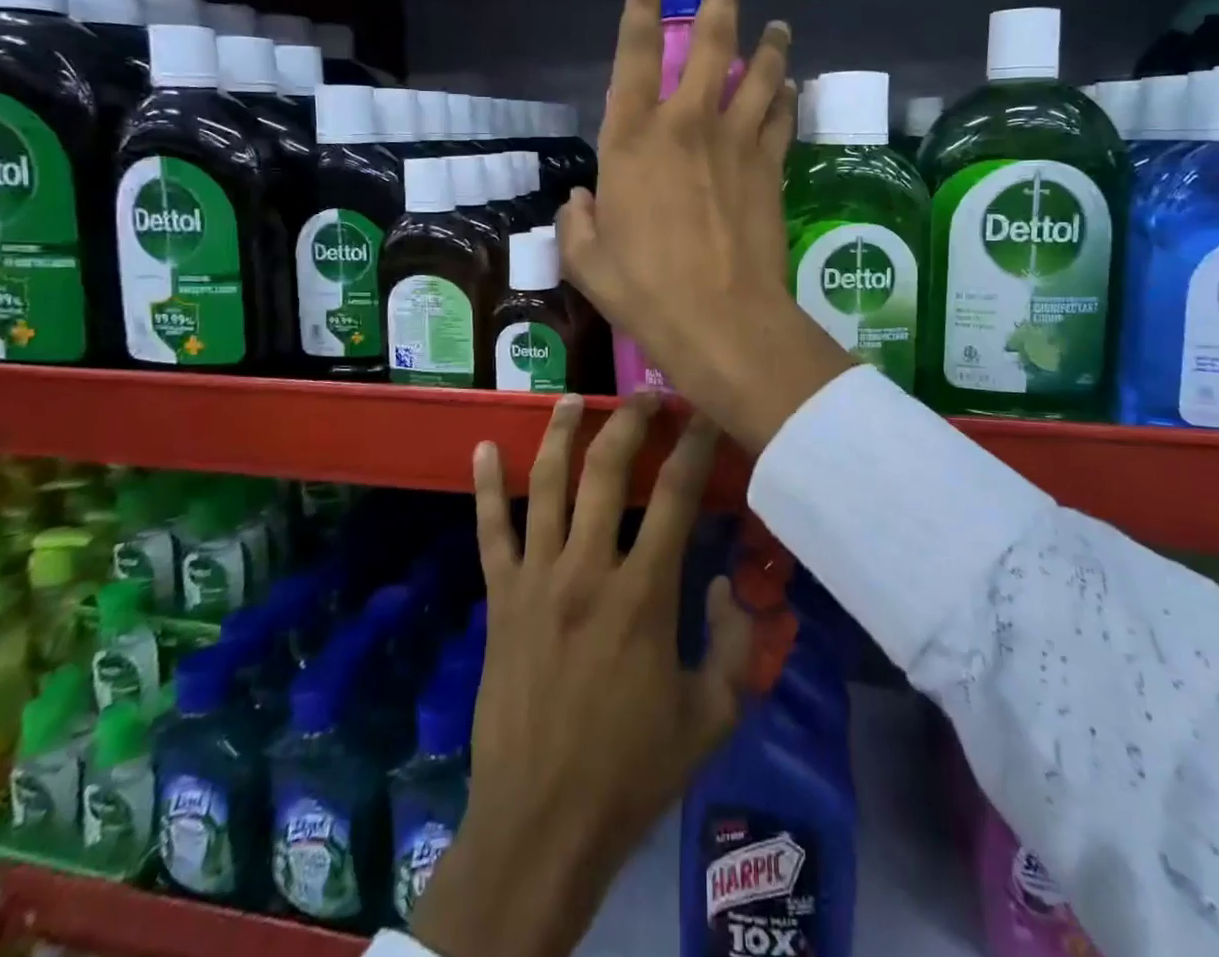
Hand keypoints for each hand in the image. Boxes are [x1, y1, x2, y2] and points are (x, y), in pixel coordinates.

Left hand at [410, 393, 754, 956]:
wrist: (540, 824)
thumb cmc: (631, 770)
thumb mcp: (711, 718)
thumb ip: (735, 645)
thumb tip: (726, 585)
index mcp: (643, 594)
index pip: (675, 495)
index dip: (695, 445)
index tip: (705, 413)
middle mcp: (587, 569)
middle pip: (607, 471)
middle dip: (631, 422)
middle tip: (647, 394)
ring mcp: (536, 579)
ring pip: (547, 484)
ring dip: (561, 433)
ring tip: (574, 398)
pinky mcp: (500, 599)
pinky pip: (491, 531)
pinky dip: (487, 487)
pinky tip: (484, 448)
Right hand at [558, 0, 853, 453]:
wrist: (719, 316)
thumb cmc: (643, 288)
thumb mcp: (587, 260)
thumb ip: (576, 224)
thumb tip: (578, 204)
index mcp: (631, 139)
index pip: (634, 57)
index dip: (640, 13)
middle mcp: (686, 124)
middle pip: (709, 46)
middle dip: (719, 4)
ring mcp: (736, 142)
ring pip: (759, 74)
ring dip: (769, 46)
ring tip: (779, 27)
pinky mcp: (770, 167)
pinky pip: (781, 118)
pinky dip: (786, 98)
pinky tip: (790, 87)